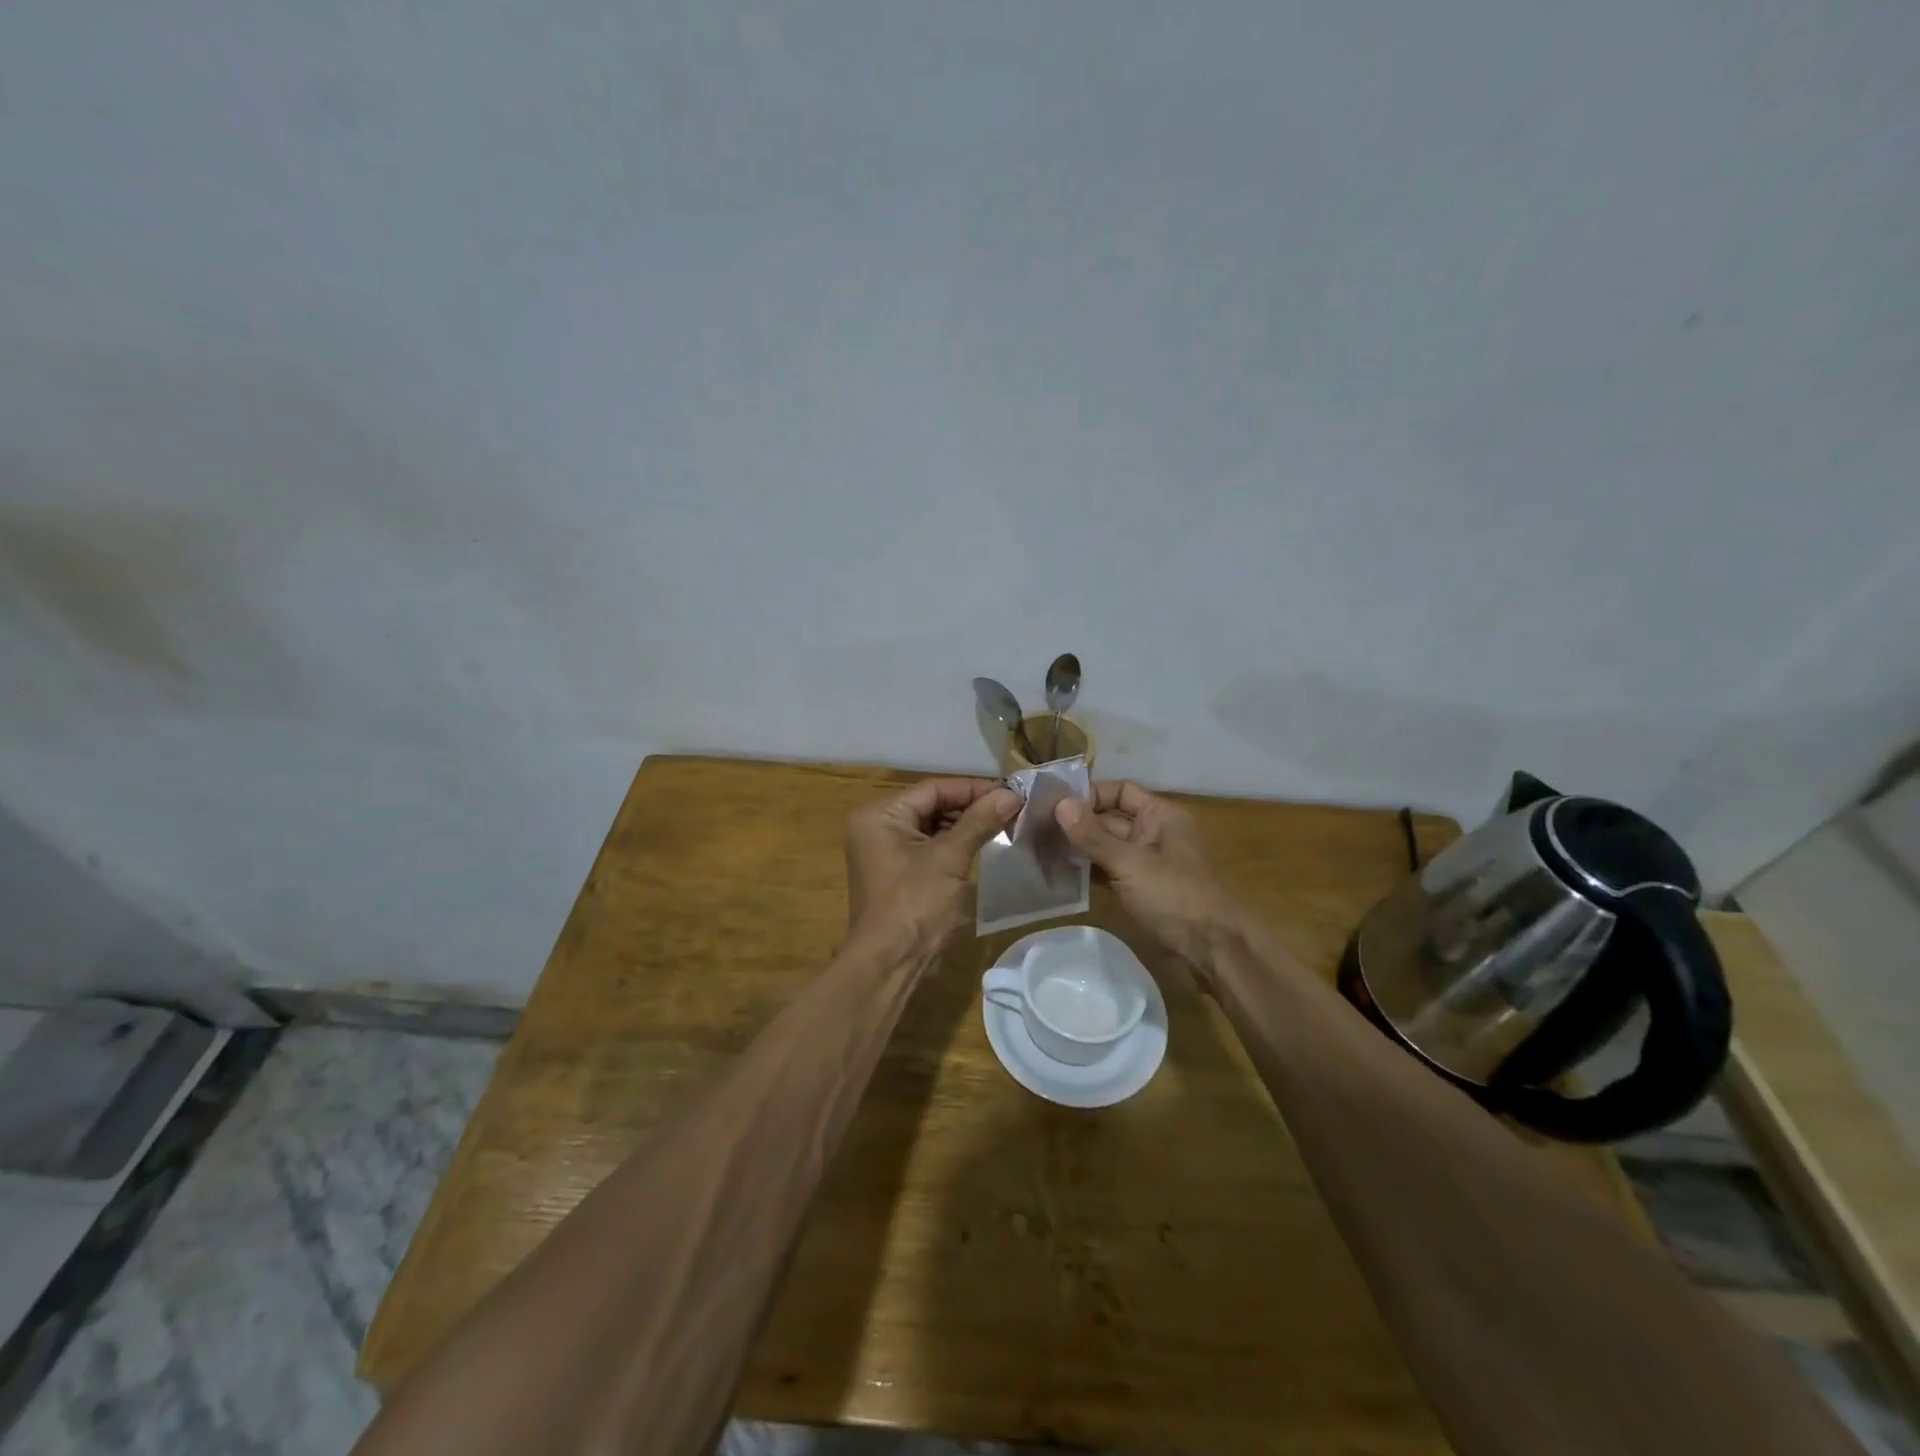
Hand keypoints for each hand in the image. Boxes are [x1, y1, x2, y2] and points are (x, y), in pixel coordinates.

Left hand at [846, 778, 1020, 964]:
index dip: (973, 789)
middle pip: (931, 805)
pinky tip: (982, 846)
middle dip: (971, 807)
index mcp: (880, 815)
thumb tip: (1011, 794)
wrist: (889, 963)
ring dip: (965, 826)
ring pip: (932, 827)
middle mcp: (877, 826)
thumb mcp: (949, 858)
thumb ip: (979, 822)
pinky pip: (928, 848)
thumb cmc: (915, 903)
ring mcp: (885, 851)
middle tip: (1011, 809)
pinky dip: (953, 845)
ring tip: (1003, 825)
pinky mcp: (896, 873)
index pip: (933, 789)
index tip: (1010, 793)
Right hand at [1055, 782, 1247, 975]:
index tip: (1054, 804)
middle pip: (1110, 819)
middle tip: (1036, 828)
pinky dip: (1088, 871)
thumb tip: (1059, 804)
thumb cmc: (1175, 896)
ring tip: (1040, 849)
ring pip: (1107, 847)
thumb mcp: (1130, 863)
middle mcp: (1153, 833)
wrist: (1211, 950)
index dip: (1089, 794)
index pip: (1120, 791)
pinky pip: (1109, 871)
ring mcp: (1146, 864)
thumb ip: (1093, 835)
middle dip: (1078, 823)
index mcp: (1160, 816)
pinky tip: (1060, 873)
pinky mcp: (1140, 890)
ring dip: (1079, 848)